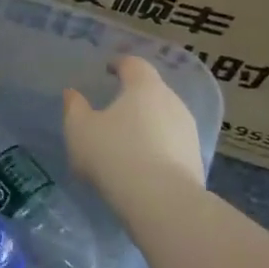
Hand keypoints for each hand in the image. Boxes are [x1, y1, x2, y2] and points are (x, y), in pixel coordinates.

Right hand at [63, 56, 204, 201]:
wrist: (162, 202)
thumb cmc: (115, 155)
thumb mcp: (80, 130)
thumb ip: (74, 107)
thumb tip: (72, 94)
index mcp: (144, 87)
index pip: (134, 64)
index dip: (120, 64)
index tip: (108, 69)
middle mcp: (172, 102)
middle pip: (151, 91)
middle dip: (133, 97)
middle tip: (113, 110)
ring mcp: (188, 131)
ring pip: (164, 118)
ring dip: (147, 124)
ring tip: (127, 142)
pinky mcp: (196, 159)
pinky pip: (171, 144)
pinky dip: (157, 147)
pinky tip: (142, 165)